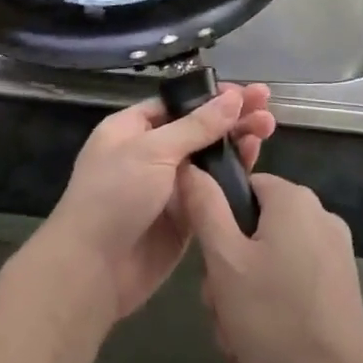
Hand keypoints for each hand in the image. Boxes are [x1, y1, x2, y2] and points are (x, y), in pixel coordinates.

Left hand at [40, 83, 273, 323]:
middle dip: (232, 117)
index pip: (179, 104)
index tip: (247, 92)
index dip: (213, 97)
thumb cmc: (115, 196)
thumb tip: (233, 98)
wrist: (93, 270)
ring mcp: (168, 187)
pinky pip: (212, 190)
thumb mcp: (153, 151)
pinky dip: (233, 176)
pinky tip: (256, 160)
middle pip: (198, 128)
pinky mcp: (184, 217)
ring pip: (209, 158)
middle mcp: (151, 153)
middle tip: (268, 109)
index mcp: (132, 129)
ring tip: (269, 128)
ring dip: (237, 142)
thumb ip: (197, 126)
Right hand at [179, 167, 362, 362]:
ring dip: (244, 299)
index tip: (209, 264)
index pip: (244, 188)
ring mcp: (334, 252)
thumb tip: (192, 168)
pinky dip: (271, 309)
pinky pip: (292, 284)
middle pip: (255, 230)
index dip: (219, 221)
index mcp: (295, 200)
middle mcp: (320, 216)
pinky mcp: (341, 285)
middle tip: (217, 311)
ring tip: (233, 342)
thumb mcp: (224, 261)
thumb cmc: (272, 317)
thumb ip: (205, 209)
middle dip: (228, 273)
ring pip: (270, 263)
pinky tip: (254, 352)